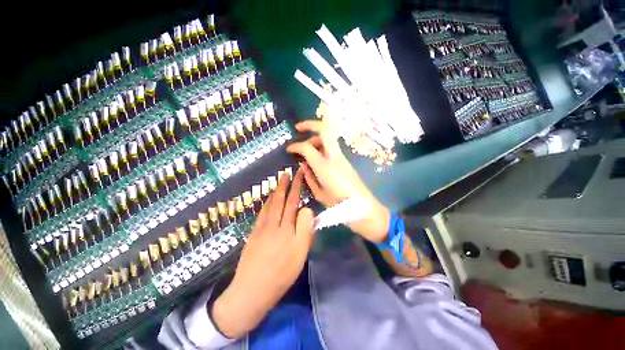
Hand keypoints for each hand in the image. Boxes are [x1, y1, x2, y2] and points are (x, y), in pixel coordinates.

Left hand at [211, 169, 314, 338]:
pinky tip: (267, 201)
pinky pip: (261, 213)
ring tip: (278, 182)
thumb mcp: (300, 252)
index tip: (299, 174)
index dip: (296, 186)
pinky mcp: (253, 234)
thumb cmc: (282, 273)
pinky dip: (266, 203)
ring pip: (269, 204)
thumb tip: (306, 209)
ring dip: (274, 192)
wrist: (252, 290)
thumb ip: (305, 227)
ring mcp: (261, 228)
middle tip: (286, 172)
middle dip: (284, 185)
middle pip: (279, 199)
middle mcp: (273, 223)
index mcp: (286, 227)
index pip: (293, 201)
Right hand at [287, 120, 389, 242]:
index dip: (295, 146)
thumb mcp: (318, 193)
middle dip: (310, 125)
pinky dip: (322, 146)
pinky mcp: (345, 160)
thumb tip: (303, 165)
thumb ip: (309, 177)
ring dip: (316, 137)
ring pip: (329, 137)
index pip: (307, 147)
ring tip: (306, 147)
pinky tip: (316, 156)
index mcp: (325, 167)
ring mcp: (342, 157)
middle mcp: (334, 157)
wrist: (361, 206)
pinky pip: (332, 146)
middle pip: (325, 130)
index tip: (288, 149)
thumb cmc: (338, 203)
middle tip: (298, 128)